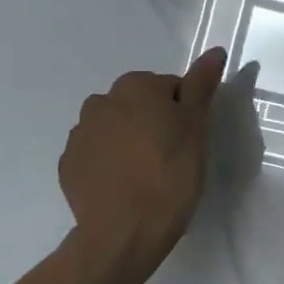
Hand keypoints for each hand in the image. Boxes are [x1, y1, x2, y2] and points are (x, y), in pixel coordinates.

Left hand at [58, 46, 227, 283]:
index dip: (184, 113)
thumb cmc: (170, 174)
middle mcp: (101, 101)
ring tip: (147, 174)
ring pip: (116, 128)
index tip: (190, 140)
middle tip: (173, 156)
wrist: (124, 233)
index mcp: (135, 86)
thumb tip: (214, 50)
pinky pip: (97, 154)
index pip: (170, 88)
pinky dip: (110, 162)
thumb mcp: (196, 127)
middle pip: (139, 104)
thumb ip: (202, 85)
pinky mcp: (68, 165)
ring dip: (130, 141)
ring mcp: (79, 134)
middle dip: (154, 122)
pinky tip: (125, 185)